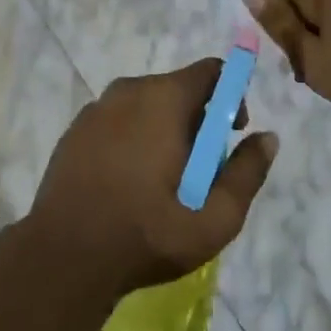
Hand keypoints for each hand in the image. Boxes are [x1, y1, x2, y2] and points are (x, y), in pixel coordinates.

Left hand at [26, 61, 278, 300]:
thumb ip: (247, 174)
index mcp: (164, 98)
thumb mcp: (213, 219)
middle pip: (178, 88)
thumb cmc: (144, 234)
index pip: (211, 70)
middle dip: (197, 120)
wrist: (61, 259)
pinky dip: (131, 139)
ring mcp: (97, 108)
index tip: (230, 134)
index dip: (231, 95)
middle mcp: (130, 89)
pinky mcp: (74, 129)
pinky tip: (127, 184)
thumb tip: (269, 137)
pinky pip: (117, 120)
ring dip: (163, 130)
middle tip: (198, 170)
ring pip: (146, 105)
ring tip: (161, 182)